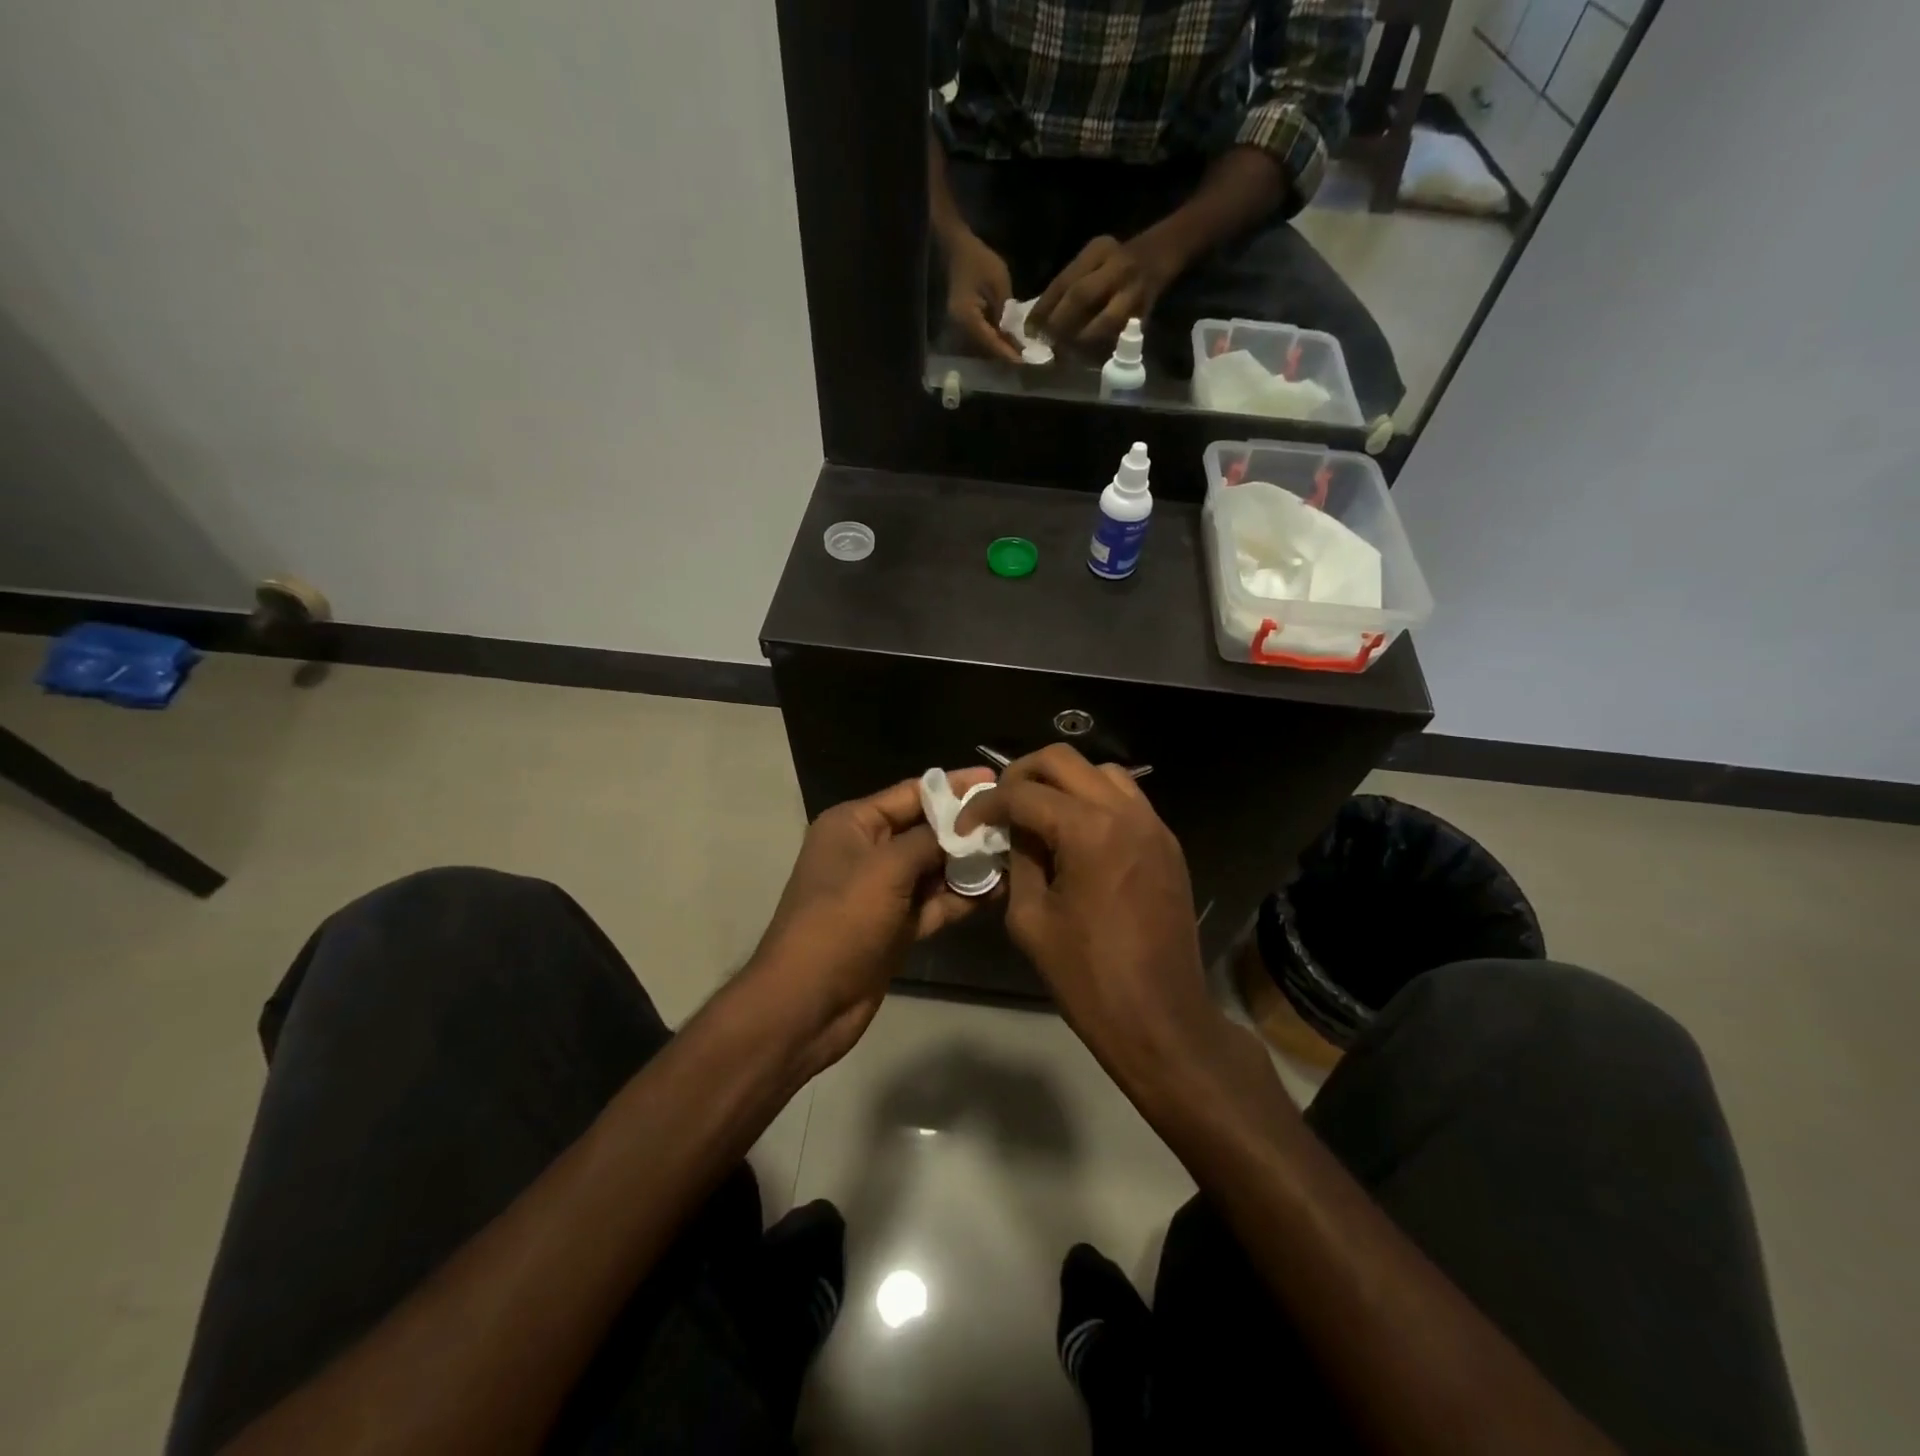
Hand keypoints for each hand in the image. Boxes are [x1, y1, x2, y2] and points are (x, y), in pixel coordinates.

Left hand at [748, 769, 993, 1076]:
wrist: (808, 1003)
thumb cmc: (840, 922)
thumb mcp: (885, 869)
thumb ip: (928, 840)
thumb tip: (965, 825)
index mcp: (854, 824)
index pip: (911, 793)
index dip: (954, 786)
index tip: (996, 779)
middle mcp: (869, 851)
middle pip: (927, 829)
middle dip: (968, 826)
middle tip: (1016, 820)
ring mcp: (884, 891)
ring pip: (935, 868)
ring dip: (971, 863)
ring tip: (1018, 853)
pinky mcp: (897, 925)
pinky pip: (936, 902)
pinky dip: (963, 897)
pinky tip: (999, 890)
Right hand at [942, 229, 1024, 364]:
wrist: (958, 249)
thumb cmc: (979, 261)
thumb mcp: (999, 283)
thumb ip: (1007, 312)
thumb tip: (1016, 337)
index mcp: (967, 318)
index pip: (990, 343)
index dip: (1008, 353)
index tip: (1024, 362)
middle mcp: (960, 328)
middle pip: (986, 349)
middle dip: (1006, 355)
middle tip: (1026, 361)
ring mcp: (960, 327)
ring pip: (984, 345)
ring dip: (1001, 350)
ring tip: (1020, 354)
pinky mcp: (964, 323)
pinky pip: (981, 337)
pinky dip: (995, 340)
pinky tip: (1009, 342)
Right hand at [957, 745, 1218, 1077]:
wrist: (1160, 1019)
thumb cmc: (1087, 977)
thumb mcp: (1031, 918)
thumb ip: (1019, 861)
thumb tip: (1014, 832)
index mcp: (1089, 831)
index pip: (1023, 793)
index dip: (986, 805)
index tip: (966, 825)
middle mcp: (1126, 812)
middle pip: (1063, 760)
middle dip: (1021, 774)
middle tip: (1000, 805)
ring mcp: (1153, 825)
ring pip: (1100, 771)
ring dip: (1063, 783)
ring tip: (1039, 815)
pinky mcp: (1167, 844)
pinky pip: (1126, 799)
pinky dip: (1094, 800)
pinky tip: (1076, 834)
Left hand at [1029, 234, 1178, 349]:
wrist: (1165, 250)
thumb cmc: (1119, 262)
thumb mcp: (1095, 261)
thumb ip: (1071, 285)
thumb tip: (1040, 322)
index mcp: (1097, 250)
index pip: (1063, 282)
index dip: (1043, 309)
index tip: (1030, 330)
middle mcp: (1116, 266)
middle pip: (1080, 297)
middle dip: (1059, 325)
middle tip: (1046, 344)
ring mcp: (1134, 289)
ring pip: (1103, 322)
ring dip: (1081, 341)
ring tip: (1066, 354)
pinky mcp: (1145, 312)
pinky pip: (1119, 336)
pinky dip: (1102, 349)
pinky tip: (1088, 358)